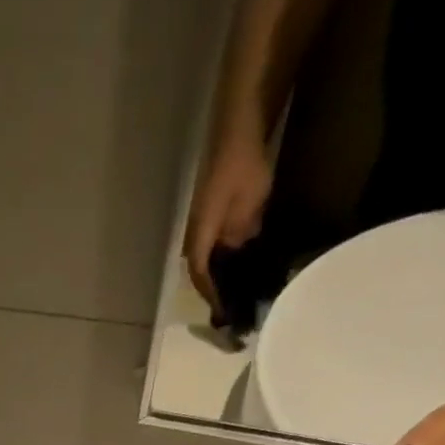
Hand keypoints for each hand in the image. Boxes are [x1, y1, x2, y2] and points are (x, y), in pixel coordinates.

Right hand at [184, 130, 272, 316]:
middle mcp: (195, 237)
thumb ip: (242, 235)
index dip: (213, 295)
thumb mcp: (249, 204)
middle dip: (215, 290)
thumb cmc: (242, 168)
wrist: (238, 132)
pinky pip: (216, 246)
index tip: (225, 312)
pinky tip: (240, 261)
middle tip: (231, 306)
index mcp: (200, 238)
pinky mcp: (212, 216)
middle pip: (201, 272)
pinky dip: (226, 258)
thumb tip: (239, 258)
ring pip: (208, 260)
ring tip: (236, 289)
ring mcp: (202, 226)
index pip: (202, 276)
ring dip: (219, 275)